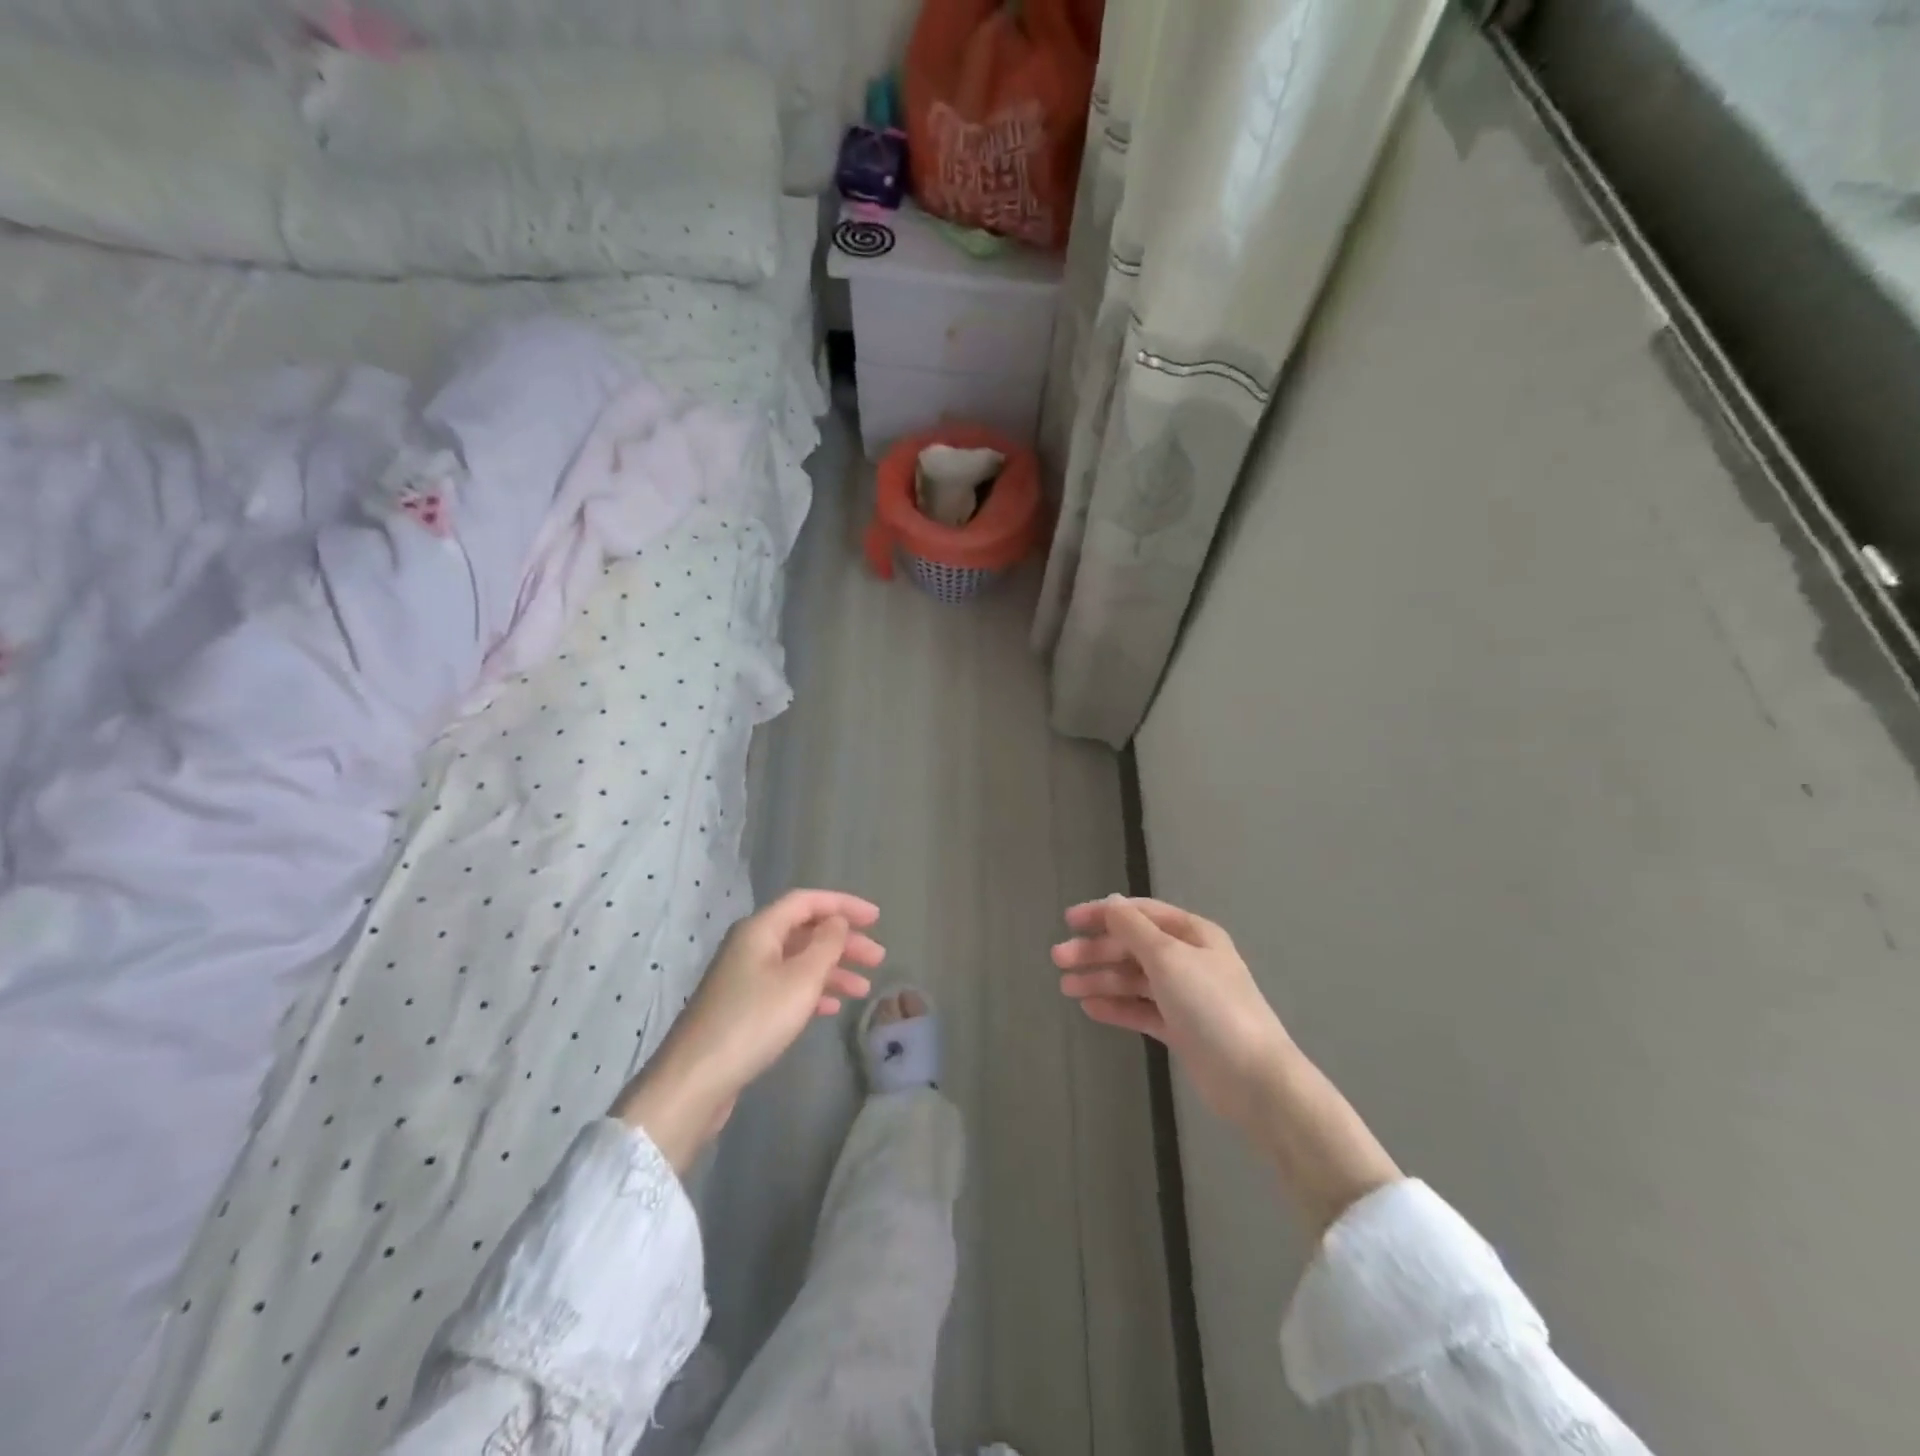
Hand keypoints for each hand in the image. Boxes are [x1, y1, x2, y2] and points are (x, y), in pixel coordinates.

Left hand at [614, 890, 884, 1170]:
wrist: (696, 1079)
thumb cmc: (754, 1020)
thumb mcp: (801, 979)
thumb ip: (826, 944)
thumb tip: (837, 921)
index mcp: (760, 929)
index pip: (807, 901)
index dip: (844, 905)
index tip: (876, 919)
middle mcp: (750, 946)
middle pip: (804, 931)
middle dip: (843, 941)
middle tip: (878, 958)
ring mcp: (744, 977)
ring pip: (797, 961)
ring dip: (832, 969)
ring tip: (864, 988)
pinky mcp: (742, 1007)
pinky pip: (785, 986)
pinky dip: (812, 991)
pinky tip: (832, 1007)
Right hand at [1054, 896, 1291, 1132]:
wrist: (1254, 1079)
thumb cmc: (1210, 1005)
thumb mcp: (1167, 957)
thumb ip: (1133, 928)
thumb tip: (1110, 902)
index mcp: (1192, 934)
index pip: (1140, 913)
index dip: (1103, 913)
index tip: (1068, 921)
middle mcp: (1188, 959)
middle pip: (1132, 947)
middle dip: (1096, 950)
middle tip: (1058, 959)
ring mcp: (1184, 996)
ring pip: (1133, 979)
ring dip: (1100, 979)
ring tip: (1066, 988)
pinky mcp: (1180, 1028)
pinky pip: (1141, 1009)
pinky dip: (1116, 1006)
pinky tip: (1090, 1008)